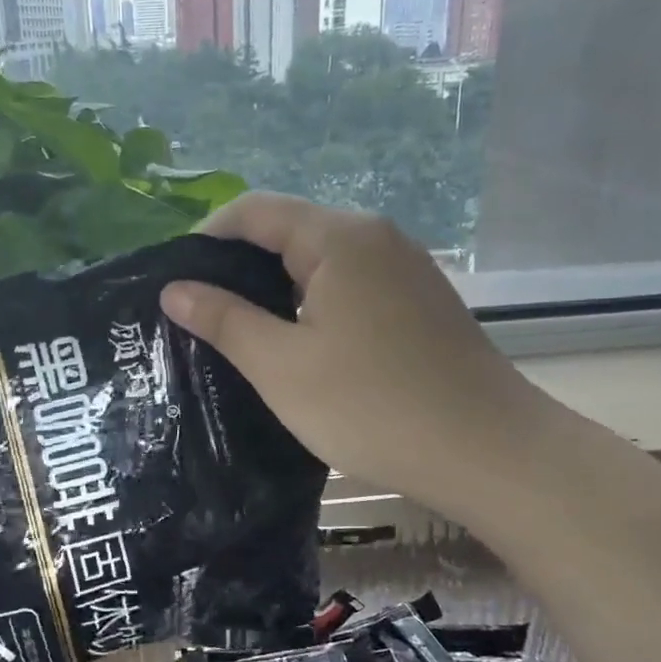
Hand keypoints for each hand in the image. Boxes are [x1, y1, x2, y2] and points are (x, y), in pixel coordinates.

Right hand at [161, 193, 544, 507]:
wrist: (487, 451)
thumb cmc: (372, 406)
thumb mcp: (281, 366)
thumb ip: (224, 319)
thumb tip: (174, 289)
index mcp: (339, 238)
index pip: (254, 210)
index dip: (206, 237)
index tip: (173, 279)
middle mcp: (376, 237)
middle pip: (289, 230)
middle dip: (238, 264)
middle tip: (198, 312)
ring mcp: (405, 268)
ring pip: (321, 260)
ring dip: (276, 286)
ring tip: (239, 330)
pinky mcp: (420, 300)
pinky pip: (351, 284)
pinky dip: (313, 302)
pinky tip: (299, 343)